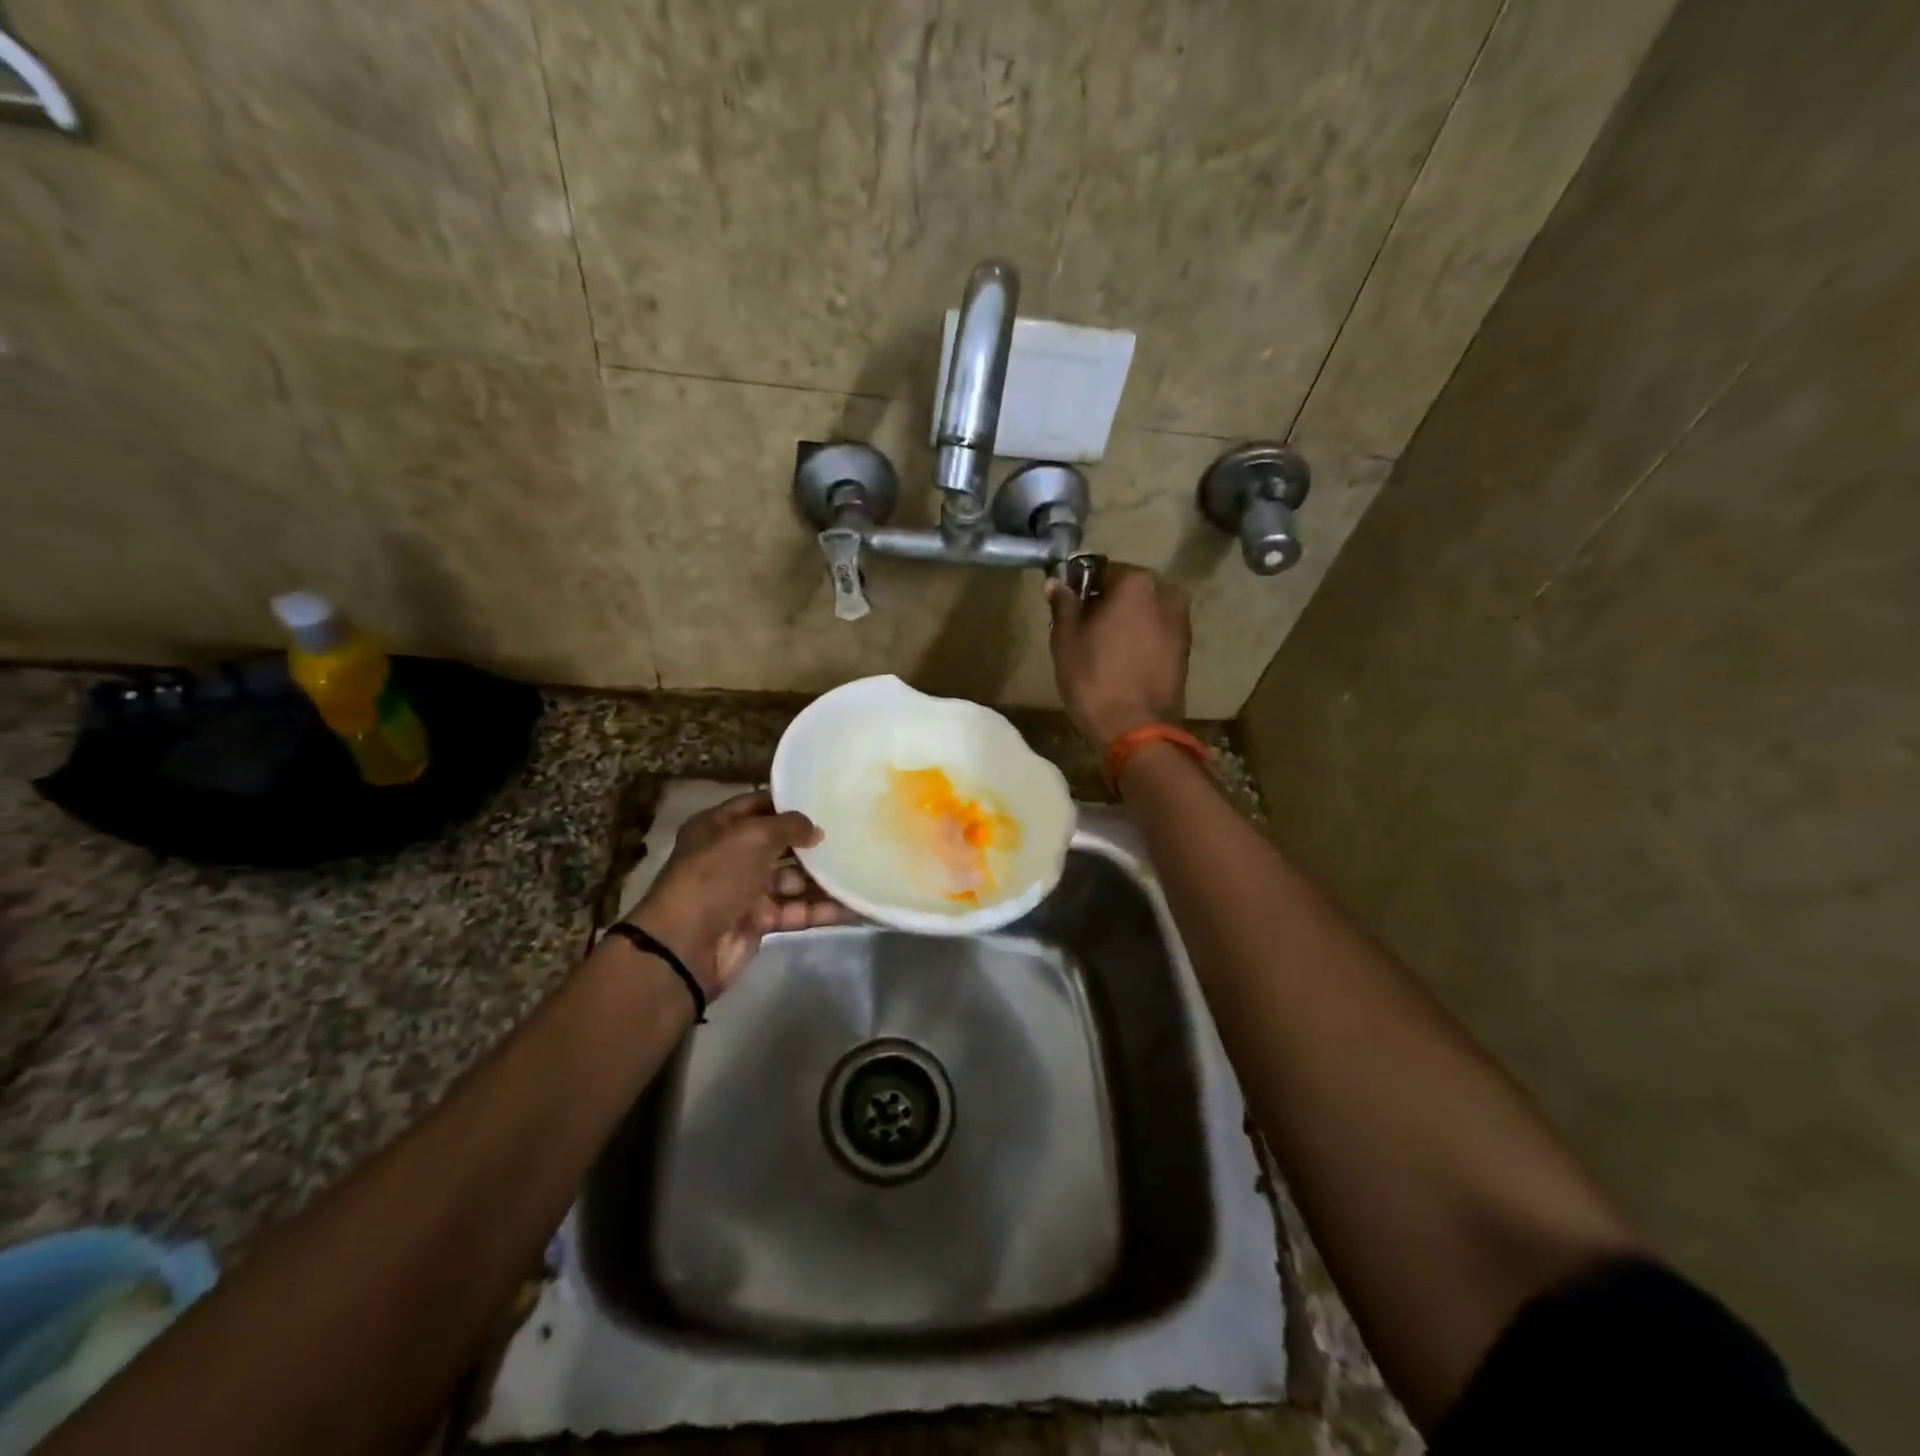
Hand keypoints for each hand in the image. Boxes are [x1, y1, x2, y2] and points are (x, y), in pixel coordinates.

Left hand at [625, 791, 851, 995]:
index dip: (790, 803)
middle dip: (813, 843)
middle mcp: (733, 856)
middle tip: (853, 835)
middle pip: (780, 844)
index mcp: (719, 827)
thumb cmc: (716, 876)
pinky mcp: (760, 922)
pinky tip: (856, 905)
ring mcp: (746, 890)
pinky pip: (798, 910)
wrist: (685, 946)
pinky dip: (824, 909)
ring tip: (863, 868)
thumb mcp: (753, 837)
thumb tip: (816, 830)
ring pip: (793, 880)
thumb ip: (789, 826)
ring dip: (825, 878)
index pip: (759, 805)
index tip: (827, 800)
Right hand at [1046, 563, 1191, 745]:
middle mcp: (1166, 593)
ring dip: (1125, 623)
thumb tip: (1056, 582)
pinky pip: (1155, 634)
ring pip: (1144, 612)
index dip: (1081, 588)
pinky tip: (1122, 663)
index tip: (1068, 610)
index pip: (1102, 570)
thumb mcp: (1066, 639)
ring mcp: (1181, 623)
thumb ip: (1064, 605)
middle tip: (1083, 631)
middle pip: (1127, 590)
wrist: (1137, 729)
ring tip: (1101, 651)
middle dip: (1106, 604)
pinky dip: (1140, 640)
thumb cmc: (1095, 678)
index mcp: (1137, 582)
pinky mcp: (1185, 650)